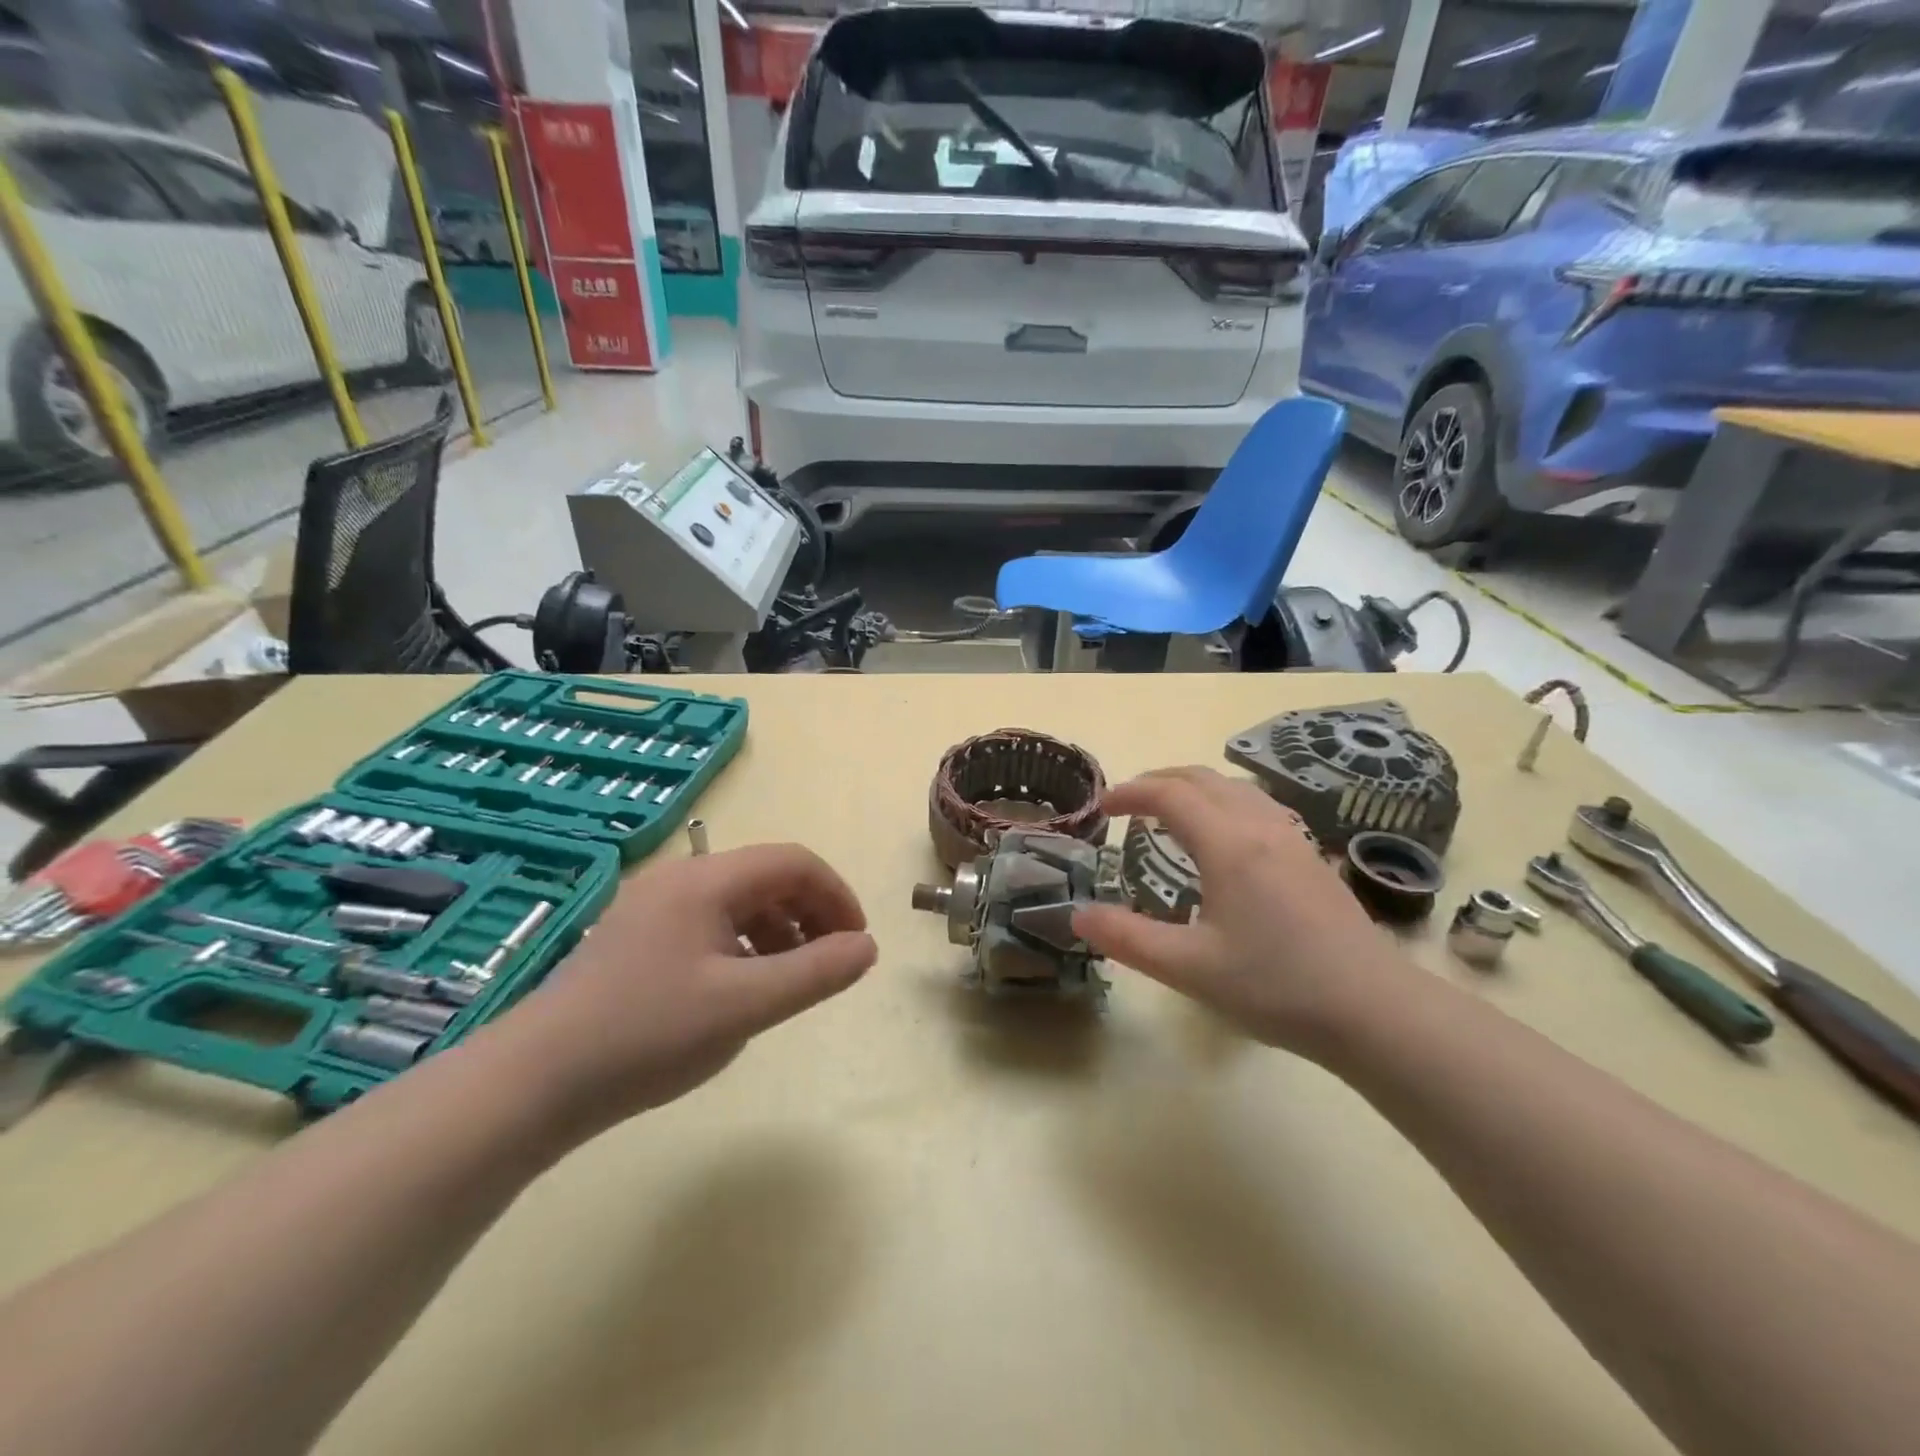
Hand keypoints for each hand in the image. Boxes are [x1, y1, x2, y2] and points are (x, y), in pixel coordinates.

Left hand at [486, 844, 876, 1138]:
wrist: (534, 1083)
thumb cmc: (648, 1035)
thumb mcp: (745, 1005)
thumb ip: (816, 972)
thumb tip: (867, 947)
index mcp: (706, 881)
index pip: (794, 862)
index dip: (836, 896)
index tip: (856, 944)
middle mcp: (679, 879)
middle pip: (767, 877)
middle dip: (811, 913)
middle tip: (830, 963)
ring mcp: (653, 907)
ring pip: (739, 900)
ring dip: (779, 930)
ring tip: (790, 980)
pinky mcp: (637, 937)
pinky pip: (710, 923)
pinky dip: (744, 944)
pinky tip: (741, 988)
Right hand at [1072, 768, 1418, 1055]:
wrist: (1375, 1010)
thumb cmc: (1276, 986)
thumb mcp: (1189, 968)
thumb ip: (1127, 939)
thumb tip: (1077, 915)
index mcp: (1228, 844)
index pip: (1169, 794)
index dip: (1129, 792)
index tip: (1101, 808)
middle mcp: (1260, 826)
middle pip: (1202, 778)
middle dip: (1158, 780)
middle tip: (1127, 804)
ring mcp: (1292, 838)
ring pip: (1234, 787)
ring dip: (1193, 787)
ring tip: (1169, 812)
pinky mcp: (1311, 856)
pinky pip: (1257, 805)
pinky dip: (1223, 801)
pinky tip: (1224, 837)